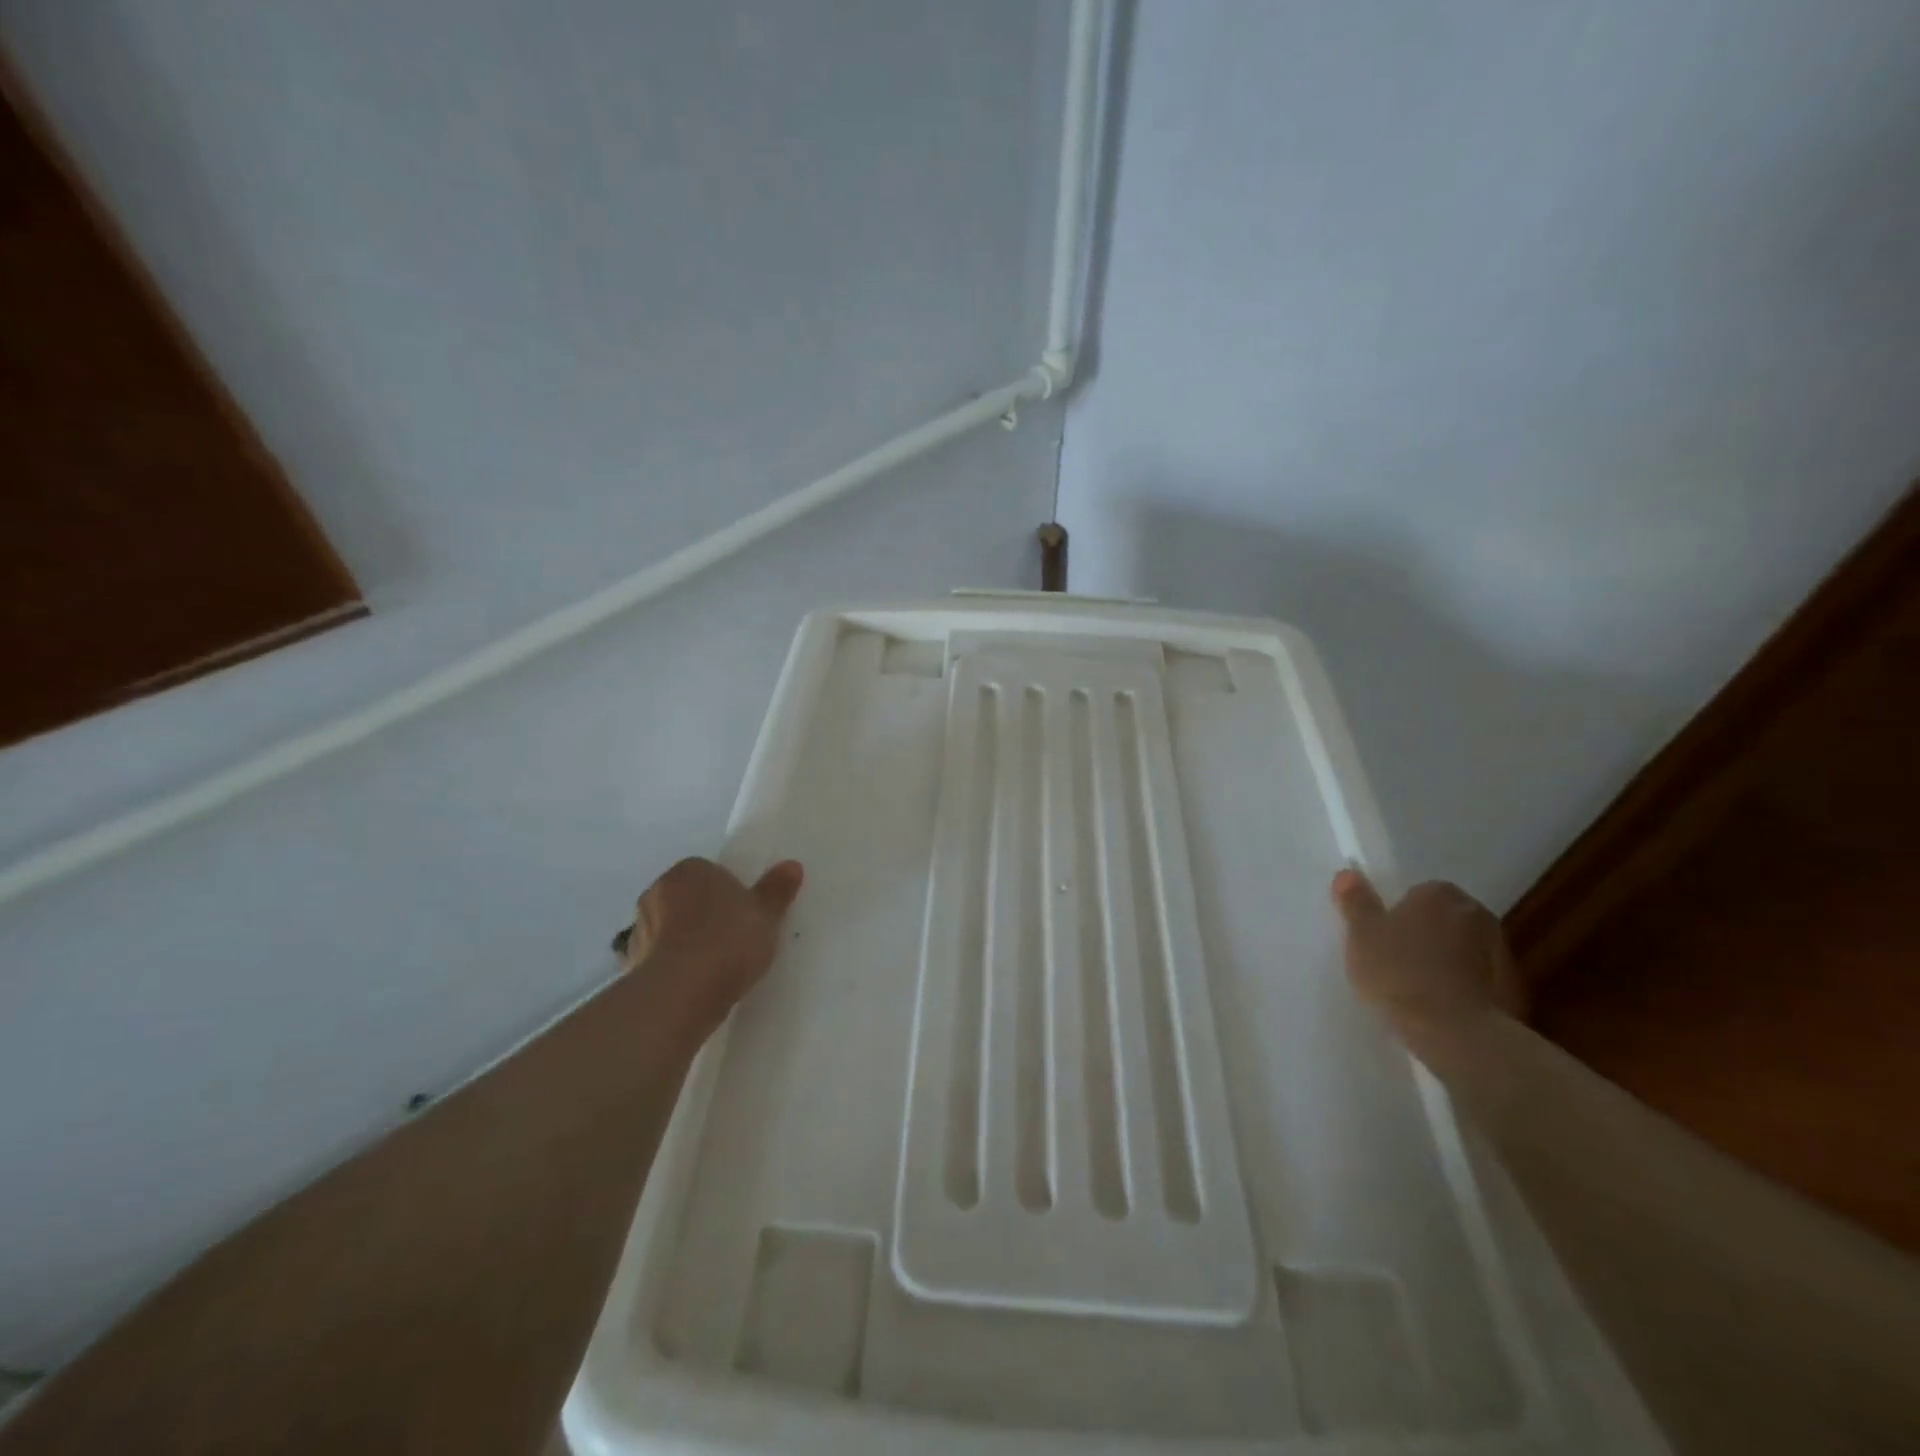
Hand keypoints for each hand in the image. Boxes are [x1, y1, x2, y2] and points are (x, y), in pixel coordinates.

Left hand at [623, 857, 803, 1027]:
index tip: (746, 915)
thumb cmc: (728, 941)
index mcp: (690, 870)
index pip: (711, 873)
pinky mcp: (630, 964)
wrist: (680, 993)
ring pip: (670, 929)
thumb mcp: (766, 915)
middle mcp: (658, 891)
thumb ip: (777, 890)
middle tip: (733, 939)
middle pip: (688, 898)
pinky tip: (693, 986)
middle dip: (705, 915)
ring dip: (686, 942)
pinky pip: (659, 959)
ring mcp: (639, 928)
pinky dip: (673, 968)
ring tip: (714, 968)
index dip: (730, 893)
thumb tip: (792, 865)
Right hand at [1330, 869, 1526, 1038]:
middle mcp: (1477, 914)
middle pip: (1445, 919)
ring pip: (1467, 949)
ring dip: (1450, 962)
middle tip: (1398, 961)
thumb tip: (1348, 874)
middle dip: (1427, 934)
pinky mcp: (1516, 991)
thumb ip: (1356, 902)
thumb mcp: (1361, 935)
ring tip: (1421, 990)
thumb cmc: (1399, 973)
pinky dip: (1467, 989)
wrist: (1457, 1034)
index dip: (1398, 914)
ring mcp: (1503, 953)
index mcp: (1440, 894)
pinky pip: (1482, 981)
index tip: (1384, 938)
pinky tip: (1444, 1010)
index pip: (1418, 893)